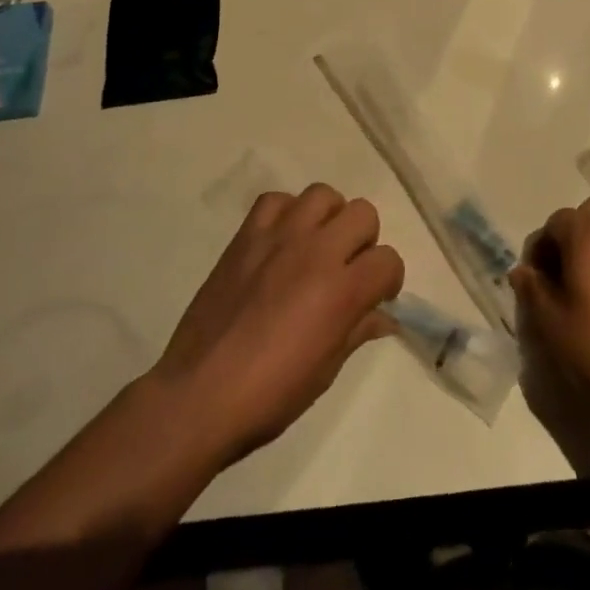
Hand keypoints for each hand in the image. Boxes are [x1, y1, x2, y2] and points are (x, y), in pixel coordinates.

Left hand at [150, 184, 403, 467]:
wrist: (199, 394)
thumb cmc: (271, 394)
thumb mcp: (326, 369)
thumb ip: (358, 330)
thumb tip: (383, 317)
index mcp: (342, 290)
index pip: (388, 259)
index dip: (389, 279)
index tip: (378, 296)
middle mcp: (316, 252)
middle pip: (363, 214)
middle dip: (364, 241)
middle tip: (347, 269)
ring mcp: (278, 238)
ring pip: (322, 195)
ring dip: (328, 218)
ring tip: (316, 247)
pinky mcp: (246, 236)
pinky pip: (275, 200)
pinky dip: (286, 213)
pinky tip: (281, 241)